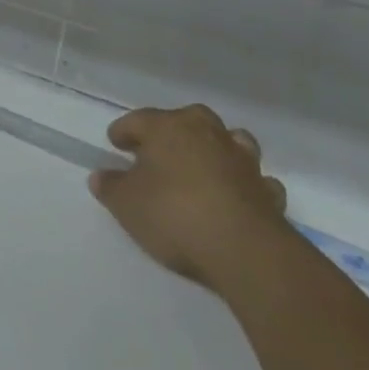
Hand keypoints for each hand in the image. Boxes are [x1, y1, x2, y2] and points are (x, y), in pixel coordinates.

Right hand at [88, 104, 292, 293]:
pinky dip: (245, 183)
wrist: (245, 251)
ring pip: (229, 139)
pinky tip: (236, 195)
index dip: (123, 131)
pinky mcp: (268, 191)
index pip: (138, 119)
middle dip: (173, 130)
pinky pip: (255, 178)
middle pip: (188, 118)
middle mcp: (207, 133)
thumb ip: (110, 186)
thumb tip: (100, 176)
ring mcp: (242, 160)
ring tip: (203, 165)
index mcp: (168, 128)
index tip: (115, 144)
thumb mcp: (126, 204)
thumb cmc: (174, 215)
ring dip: (216, 148)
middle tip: (159, 150)